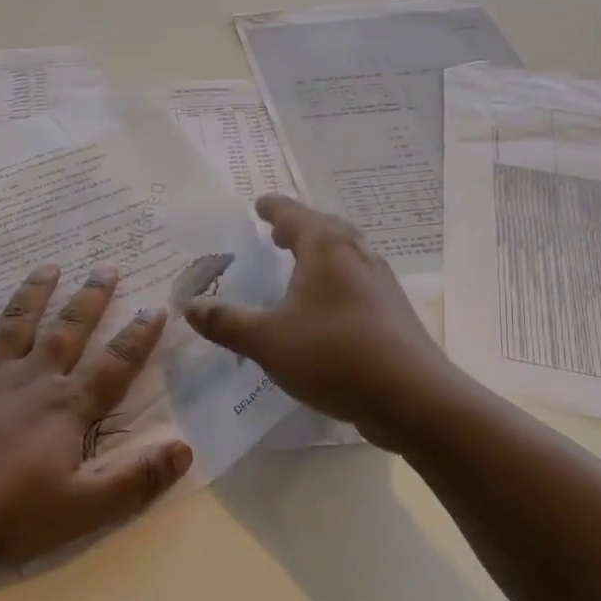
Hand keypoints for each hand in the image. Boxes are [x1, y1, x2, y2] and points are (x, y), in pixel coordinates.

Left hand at [0, 264, 192, 581]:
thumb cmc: (7, 513)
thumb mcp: (82, 509)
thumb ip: (135, 480)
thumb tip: (184, 449)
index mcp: (67, 406)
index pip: (114, 364)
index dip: (139, 337)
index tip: (157, 308)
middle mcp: (32, 378)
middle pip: (69, 330)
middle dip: (91, 299)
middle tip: (107, 267)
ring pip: (18, 323)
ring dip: (35, 293)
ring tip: (50, 266)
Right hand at [181, 194, 458, 451]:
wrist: (412, 397)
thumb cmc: (334, 356)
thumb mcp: (267, 341)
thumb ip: (226, 322)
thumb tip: (188, 306)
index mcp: (325, 250)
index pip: (294, 215)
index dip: (273, 208)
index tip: (259, 203)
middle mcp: (357, 256)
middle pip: (326, 228)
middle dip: (299, 227)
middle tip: (275, 233)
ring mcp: (380, 283)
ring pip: (346, 254)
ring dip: (320, 252)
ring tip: (299, 266)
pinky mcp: (392, 311)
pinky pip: (357, 280)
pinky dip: (335, 279)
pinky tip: (325, 307)